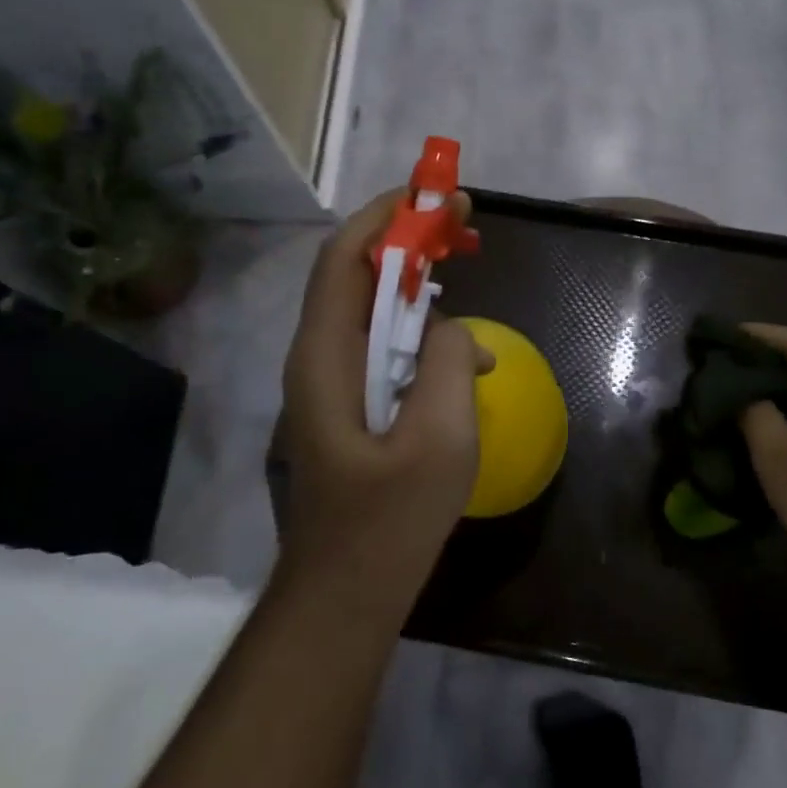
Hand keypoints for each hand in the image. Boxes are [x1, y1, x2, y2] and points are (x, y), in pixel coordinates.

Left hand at [278, 190, 492, 609]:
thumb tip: (452, 329)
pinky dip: (423, 330)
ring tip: (465, 267)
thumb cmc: (389, 523)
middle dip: (408, 237)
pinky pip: (386, 345)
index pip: (345, 257)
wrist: (347, 594)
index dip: (386, 214)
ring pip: (373, 307)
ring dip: (418, 281)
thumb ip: (449, 362)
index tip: (437, 194)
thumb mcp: (439, 438)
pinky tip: (466, 355)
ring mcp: (334, 382)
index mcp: (327, 356)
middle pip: (357, 273)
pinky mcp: (353, 404)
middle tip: (464, 224)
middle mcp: (320, 357)